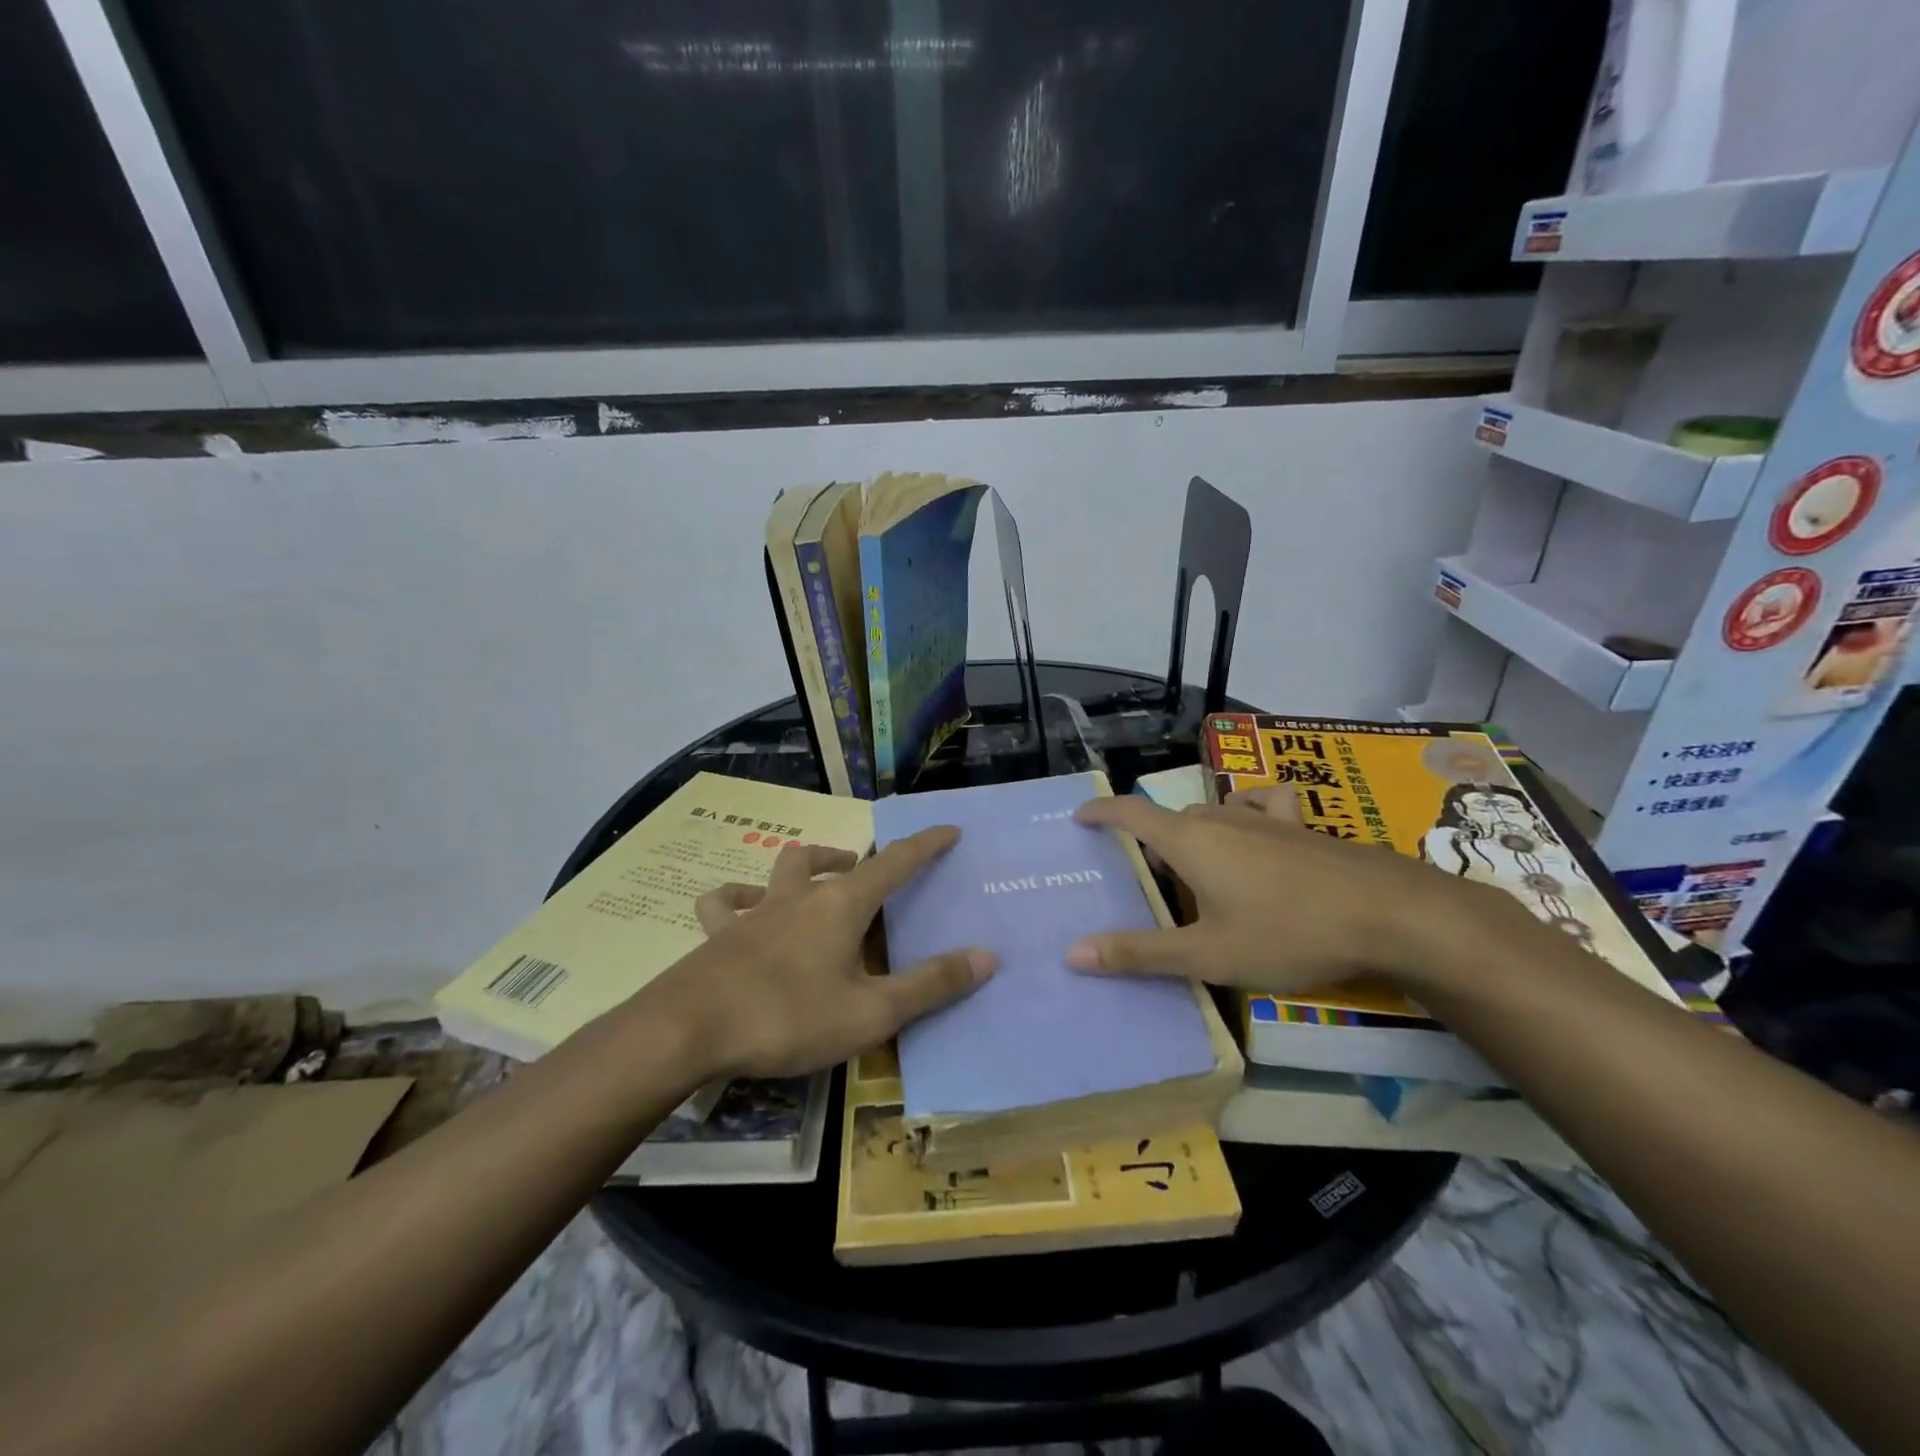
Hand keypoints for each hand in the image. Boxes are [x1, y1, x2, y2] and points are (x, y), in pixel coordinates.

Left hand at [647, 827, 994, 1079]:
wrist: (688, 1030)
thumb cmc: (788, 1017)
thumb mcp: (871, 1012)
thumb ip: (930, 985)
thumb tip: (987, 956)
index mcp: (840, 905)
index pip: (894, 863)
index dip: (924, 845)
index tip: (948, 829)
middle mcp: (798, 896)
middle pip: (829, 859)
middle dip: (856, 858)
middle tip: (869, 874)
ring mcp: (754, 912)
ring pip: (780, 869)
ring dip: (804, 866)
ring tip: (816, 879)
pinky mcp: (717, 935)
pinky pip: (724, 903)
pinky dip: (737, 898)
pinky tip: (741, 907)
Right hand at [1068, 788, 1521, 997]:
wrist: (1389, 913)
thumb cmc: (1288, 932)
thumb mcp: (1207, 954)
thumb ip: (1140, 953)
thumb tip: (1073, 953)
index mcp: (1189, 842)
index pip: (1130, 813)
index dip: (1101, 812)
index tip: (1079, 816)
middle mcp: (1220, 819)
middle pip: (1170, 823)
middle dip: (1151, 847)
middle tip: (1148, 886)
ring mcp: (1263, 818)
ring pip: (1210, 817)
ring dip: (1193, 838)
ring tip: (1196, 873)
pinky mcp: (1300, 826)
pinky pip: (1260, 806)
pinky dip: (1245, 814)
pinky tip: (1254, 830)